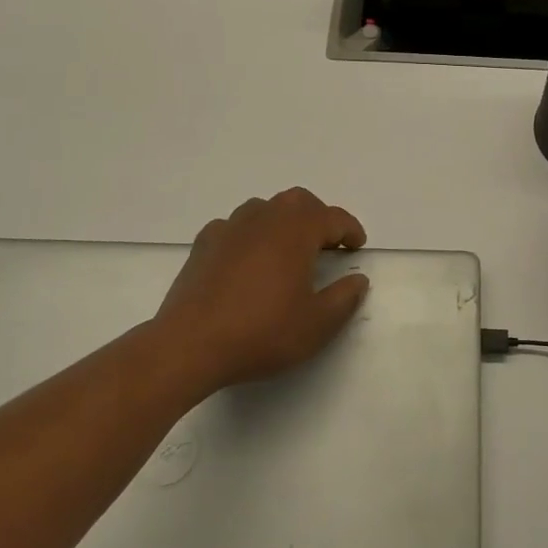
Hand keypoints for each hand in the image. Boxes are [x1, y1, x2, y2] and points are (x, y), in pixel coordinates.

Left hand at [151, 188, 368, 393]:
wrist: (189, 344)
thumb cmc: (262, 331)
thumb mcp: (317, 324)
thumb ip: (344, 298)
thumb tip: (358, 279)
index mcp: (297, 230)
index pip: (333, 218)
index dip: (350, 230)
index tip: (357, 246)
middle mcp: (265, 217)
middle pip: (299, 202)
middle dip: (318, 217)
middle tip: (327, 243)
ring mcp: (230, 227)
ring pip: (265, 208)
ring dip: (283, 222)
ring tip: (287, 249)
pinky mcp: (204, 243)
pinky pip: (235, 227)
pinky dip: (249, 236)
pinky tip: (247, 260)